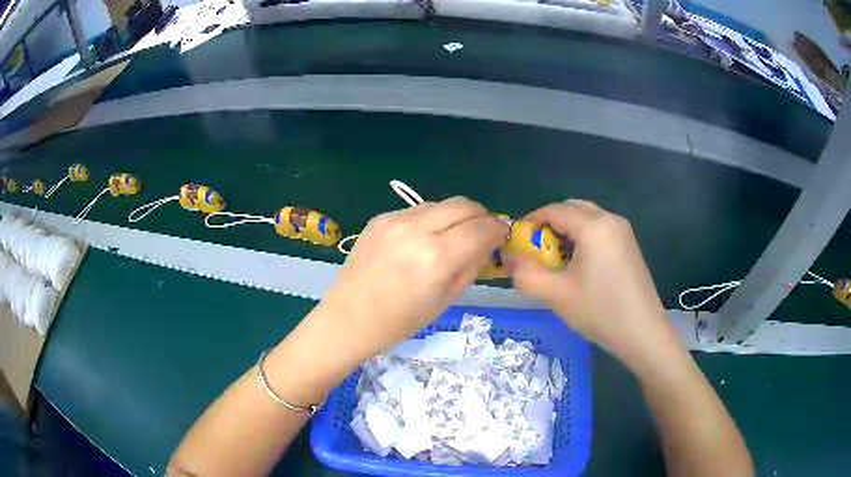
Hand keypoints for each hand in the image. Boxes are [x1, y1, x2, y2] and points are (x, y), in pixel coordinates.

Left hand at [320, 197, 508, 360]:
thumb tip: (487, 244)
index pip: (481, 228)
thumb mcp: (446, 299)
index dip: (498, 229)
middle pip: (464, 204)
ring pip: (441, 203)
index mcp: (436, 257)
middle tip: (483, 233)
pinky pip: (417, 210)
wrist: (348, 319)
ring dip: (456, 216)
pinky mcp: (380, 218)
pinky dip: (431, 220)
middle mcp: (417, 229)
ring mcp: (395, 219)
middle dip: (481, 216)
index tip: (501, 236)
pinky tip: (423, 239)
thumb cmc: (399, 322)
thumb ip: (471, 266)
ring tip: (453, 237)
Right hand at [508, 200, 674, 366]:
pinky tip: (579, 264)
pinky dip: (583, 237)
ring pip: (587, 217)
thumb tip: (509, 258)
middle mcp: (610, 219)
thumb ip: (525, 274)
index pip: (554, 210)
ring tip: (556, 259)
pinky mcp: (629, 244)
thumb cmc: (600, 312)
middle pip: (571, 208)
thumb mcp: (556, 295)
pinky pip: (600, 228)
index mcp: (593, 226)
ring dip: (566, 230)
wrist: (643, 332)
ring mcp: (623, 230)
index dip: (530, 221)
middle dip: (549, 224)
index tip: (516, 241)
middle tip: (536, 250)